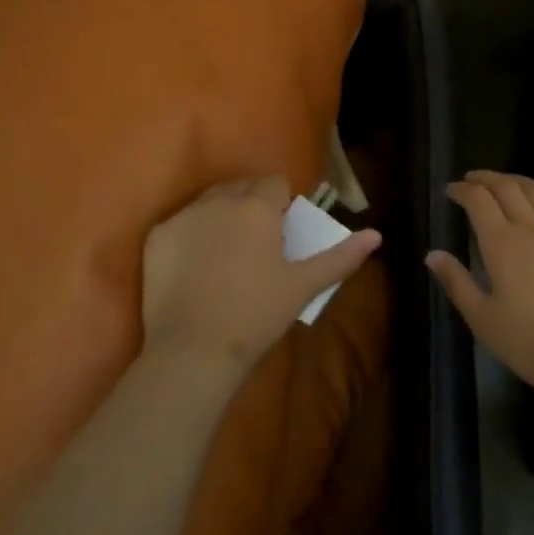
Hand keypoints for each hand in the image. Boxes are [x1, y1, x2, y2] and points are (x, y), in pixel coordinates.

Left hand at [142, 176, 380, 371]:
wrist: (193, 351)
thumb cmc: (256, 314)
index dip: (280, 204)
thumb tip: (376, 235)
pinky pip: (180, 223)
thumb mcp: (303, 285)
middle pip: (240, 188)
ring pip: (209, 202)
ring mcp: (184, 217)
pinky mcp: (157, 237)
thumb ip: (340, 256)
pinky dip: (190, 236)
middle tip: (256, 245)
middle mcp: (219, 200)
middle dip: (250, 206)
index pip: (273, 183)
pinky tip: (195, 267)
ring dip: (221, 216)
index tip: (281, 232)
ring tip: (225, 254)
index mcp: (257, 206)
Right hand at [427, 171, 533, 395]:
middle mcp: (532, 228)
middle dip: (486, 178)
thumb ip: (457, 283)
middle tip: (472, 179)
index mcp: (501, 244)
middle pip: (507, 187)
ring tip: (505, 184)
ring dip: (516, 181)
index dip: (462, 190)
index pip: (478, 200)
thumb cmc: (530, 342)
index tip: (451, 190)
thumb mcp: (483, 319)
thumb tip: (433, 254)